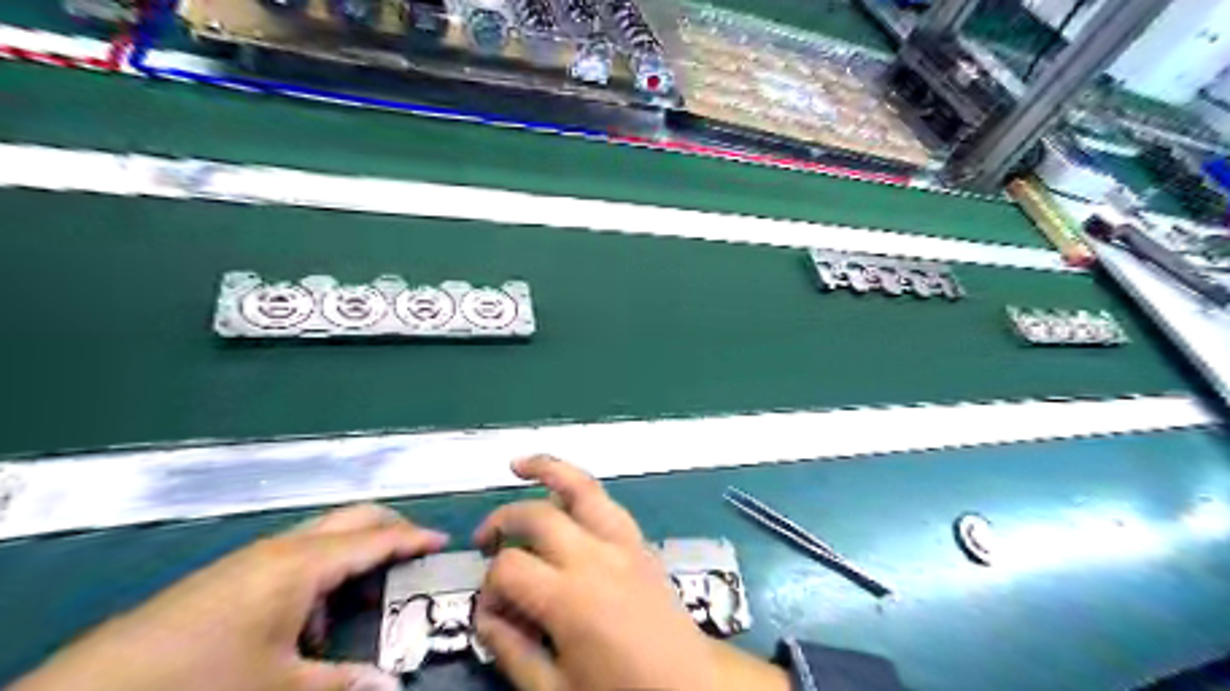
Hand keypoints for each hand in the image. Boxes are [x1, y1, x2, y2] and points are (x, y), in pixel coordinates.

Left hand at [11, 503, 447, 690]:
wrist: (94, 690)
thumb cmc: (201, 679)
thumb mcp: (279, 687)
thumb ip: (342, 682)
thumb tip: (393, 687)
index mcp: (303, 564)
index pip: (375, 539)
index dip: (413, 538)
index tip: (444, 541)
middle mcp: (284, 546)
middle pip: (352, 517)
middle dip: (389, 527)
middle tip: (415, 551)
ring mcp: (255, 555)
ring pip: (324, 534)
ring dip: (353, 552)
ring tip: (363, 594)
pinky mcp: (233, 571)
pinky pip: (295, 554)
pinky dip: (321, 570)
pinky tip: (310, 618)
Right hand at [472, 460, 787, 690]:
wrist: (691, 690)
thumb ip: (512, 651)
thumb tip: (485, 615)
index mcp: (570, 598)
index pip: (509, 568)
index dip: (488, 587)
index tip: (491, 611)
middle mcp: (595, 557)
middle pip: (538, 515)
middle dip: (502, 519)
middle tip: (483, 539)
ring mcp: (624, 543)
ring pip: (583, 487)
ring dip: (549, 470)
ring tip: (520, 465)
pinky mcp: (642, 543)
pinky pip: (609, 504)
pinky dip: (582, 490)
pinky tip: (567, 495)